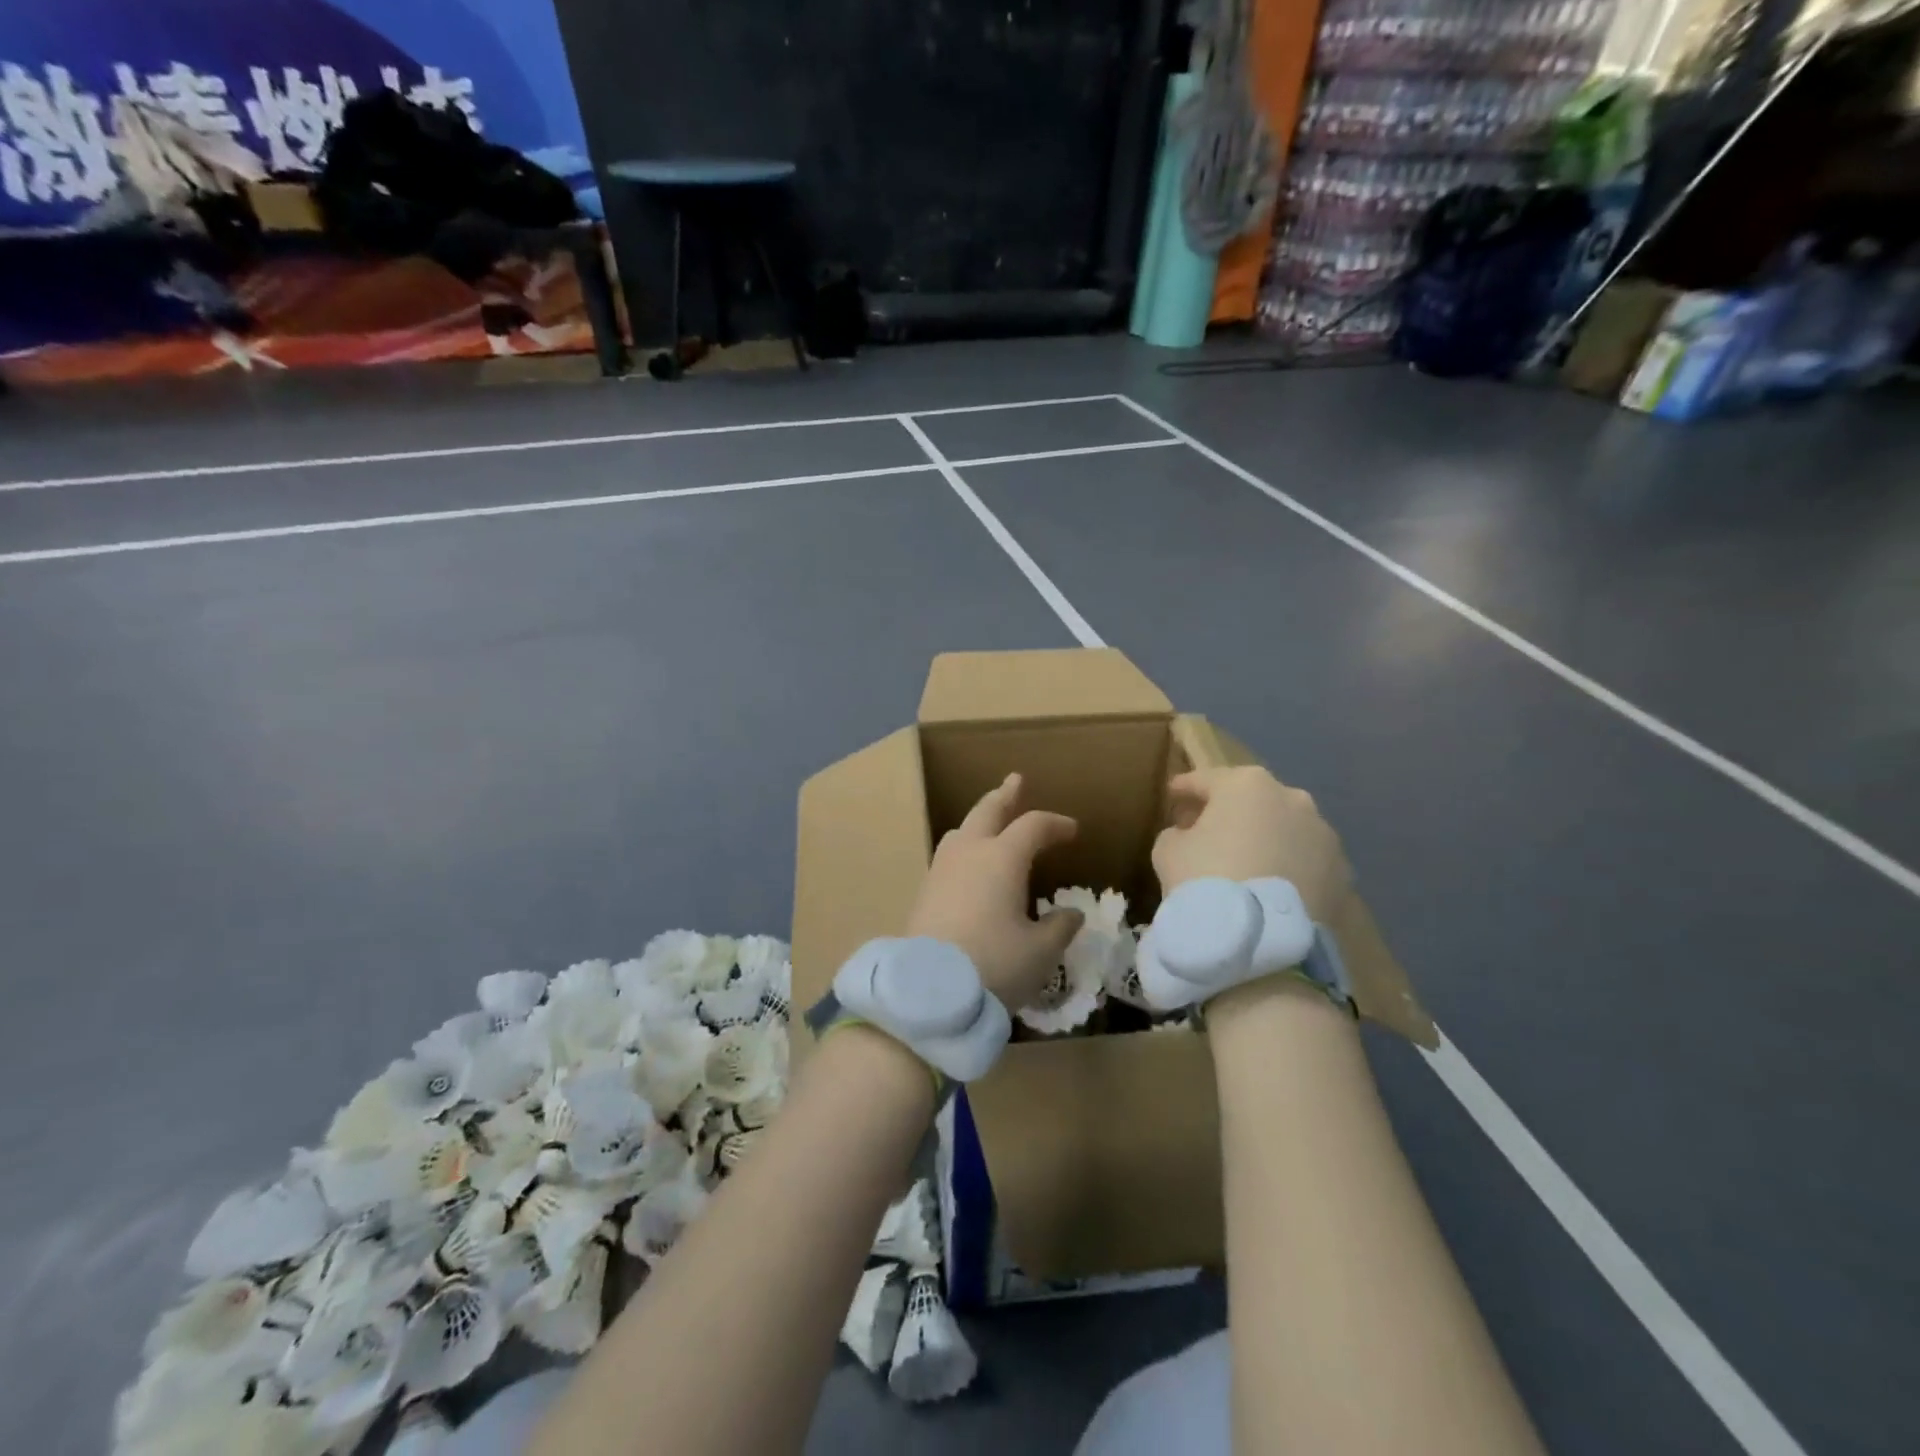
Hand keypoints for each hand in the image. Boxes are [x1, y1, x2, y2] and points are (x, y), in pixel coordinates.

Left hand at [906, 773, 1083, 1010]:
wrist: (928, 992)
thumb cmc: (995, 965)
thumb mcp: (1040, 951)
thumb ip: (1059, 928)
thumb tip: (1071, 914)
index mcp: (1002, 858)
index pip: (1033, 826)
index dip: (1055, 824)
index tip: (1072, 830)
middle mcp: (969, 853)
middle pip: (987, 811)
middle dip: (1004, 796)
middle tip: (1015, 781)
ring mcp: (941, 870)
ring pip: (961, 830)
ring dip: (979, 819)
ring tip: (988, 821)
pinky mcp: (924, 892)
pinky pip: (949, 855)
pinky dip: (964, 846)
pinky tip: (969, 865)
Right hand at [1153, 766, 1351, 923]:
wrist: (1259, 939)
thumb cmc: (1205, 879)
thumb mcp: (1168, 849)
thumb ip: (1177, 833)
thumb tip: (1190, 835)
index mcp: (1246, 784)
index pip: (1207, 780)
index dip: (1185, 788)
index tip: (1172, 795)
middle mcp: (1292, 798)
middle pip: (1251, 800)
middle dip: (1230, 812)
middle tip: (1206, 831)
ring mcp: (1323, 834)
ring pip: (1284, 829)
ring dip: (1265, 839)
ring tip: (1245, 863)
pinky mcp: (1341, 871)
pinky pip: (1305, 861)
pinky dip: (1288, 867)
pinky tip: (1271, 887)